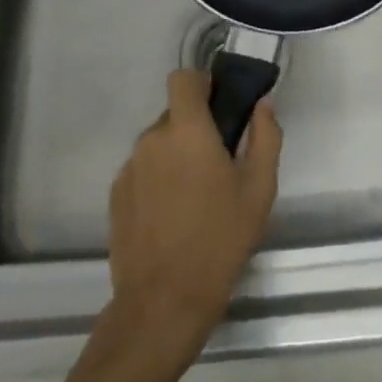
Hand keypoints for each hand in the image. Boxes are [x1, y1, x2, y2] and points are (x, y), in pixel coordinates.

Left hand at [107, 70, 282, 357]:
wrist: (163, 302)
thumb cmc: (220, 240)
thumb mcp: (259, 189)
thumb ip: (265, 137)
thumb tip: (262, 104)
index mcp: (187, 130)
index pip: (183, 78)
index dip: (201, 84)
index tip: (220, 106)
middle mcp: (152, 139)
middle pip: (174, 113)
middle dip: (195, 128)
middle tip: (218, 163)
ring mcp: (129, 167)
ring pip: (158, 143)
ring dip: (176, 155)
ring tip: (196, 196)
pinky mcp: (116, 194)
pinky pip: (143, 169)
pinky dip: (158, 178)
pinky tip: (173, 215)